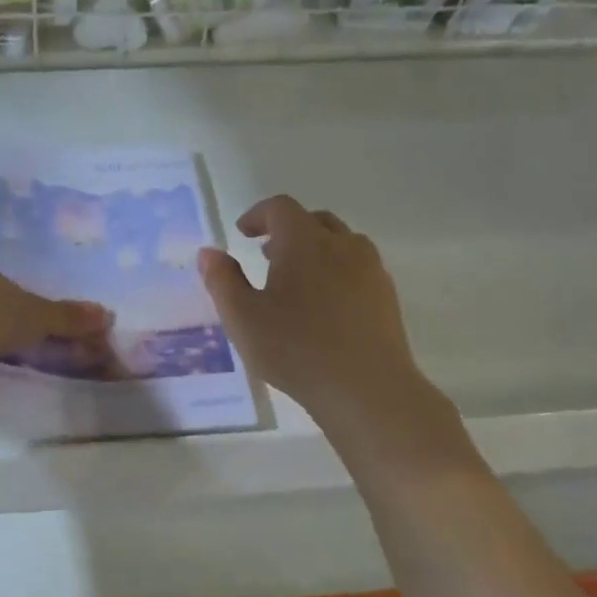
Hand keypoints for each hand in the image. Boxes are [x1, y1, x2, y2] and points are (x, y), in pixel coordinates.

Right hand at [198, 197, 432, 429]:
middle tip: (266, 254)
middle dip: (287, 230)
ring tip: (296, 279)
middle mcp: (342, 244)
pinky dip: (337, 271)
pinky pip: (358, 268)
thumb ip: (222, 280)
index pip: (280, 208)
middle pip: (314, 220)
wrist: (366, 389)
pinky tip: (325, 305)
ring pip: (341, 242)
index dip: (258, 214)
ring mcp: (370, 269)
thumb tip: (209, 252)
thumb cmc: (296, 349)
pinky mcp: (387, 296)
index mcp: (304, 241)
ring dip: (315, 249)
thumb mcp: (242, 318)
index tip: (243, 232)